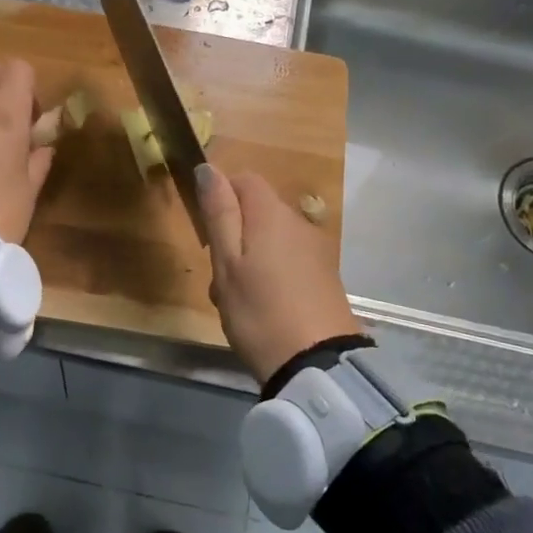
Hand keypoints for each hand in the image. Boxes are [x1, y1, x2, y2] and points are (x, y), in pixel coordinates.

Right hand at [196, 164, 359, 384]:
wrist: (317, 364)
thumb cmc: (259, 311)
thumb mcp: (227, 263)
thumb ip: (219, 213)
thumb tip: (209, 168)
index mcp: (272, 214)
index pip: (245, 179)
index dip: (221, 195)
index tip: (207, 231)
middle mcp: (299, 223)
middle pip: (257, 211)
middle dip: (232, 235)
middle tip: (218, 276)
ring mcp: (316, 250)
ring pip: (270, 240)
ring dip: (248, 260)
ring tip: (235, 301)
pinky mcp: (325, 277)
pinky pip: (288, 262)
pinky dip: (270, 276)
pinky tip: (262, 309)